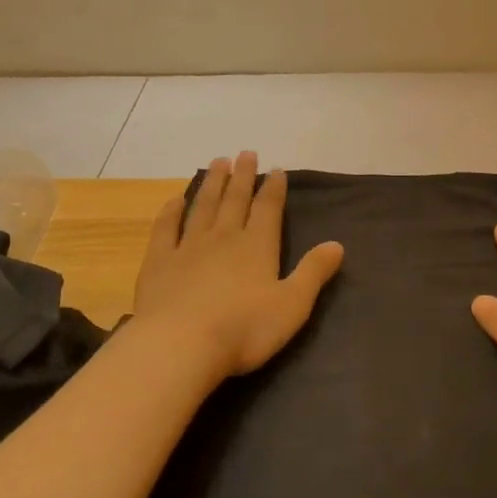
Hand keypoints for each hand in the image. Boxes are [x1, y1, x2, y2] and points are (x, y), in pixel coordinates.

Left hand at [132, 152, 344, 384]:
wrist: (180, 344)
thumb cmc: (244, 329)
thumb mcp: (292, 305)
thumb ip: (313, 272)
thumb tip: (337, 244)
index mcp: (257, 246)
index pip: (268, 209)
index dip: (274, 188)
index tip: (276, 169)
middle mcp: (223, 237)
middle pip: (235, 200)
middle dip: (243, 176)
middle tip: (246, 153)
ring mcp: (188, 247)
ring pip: (203, 207)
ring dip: (212, 184)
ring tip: (218, 162)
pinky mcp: (159, 262)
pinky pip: (165, 229)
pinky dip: (171, 212)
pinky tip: (175, 200)